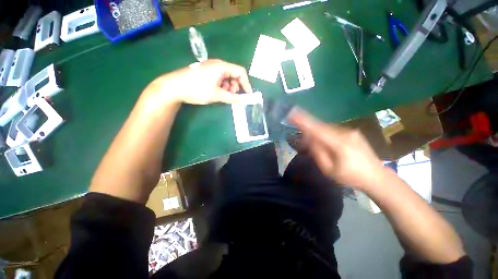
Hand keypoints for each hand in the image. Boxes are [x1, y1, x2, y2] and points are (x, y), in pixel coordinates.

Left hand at [147, 59, 252, 104]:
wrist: (174, 87)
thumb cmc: (197, 89)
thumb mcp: (217, 95)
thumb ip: (233, 98)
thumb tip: (245, 100)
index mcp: (221, 66)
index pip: (241, 72)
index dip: (246, 84)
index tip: (247, 95)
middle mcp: (218, 64)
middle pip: (234, 74)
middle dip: (236, 86)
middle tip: (231, 96)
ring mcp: (211, 68)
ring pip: (227, 77)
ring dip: (228, 87)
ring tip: (223, 95)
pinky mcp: (206, 72)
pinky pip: (219, 78)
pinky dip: (222, 86)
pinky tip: (216, 92)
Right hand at [289, 109, 387, 190]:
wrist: (377, 176)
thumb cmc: (351, 177)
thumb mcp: (329, 170)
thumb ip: (317, 153)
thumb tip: (309, 139)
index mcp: (340, 144)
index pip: (317, 129)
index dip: (304, 121)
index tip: (292, 114)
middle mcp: (345, 133)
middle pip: (321, 126)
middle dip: (308, 127)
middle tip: (298, 132)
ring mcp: (350, 131)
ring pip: (326, 127)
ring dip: (316, 131)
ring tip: (310, 140)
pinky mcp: (352, 132)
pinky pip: (332, 129)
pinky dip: (324, 132)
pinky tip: (324, 141)